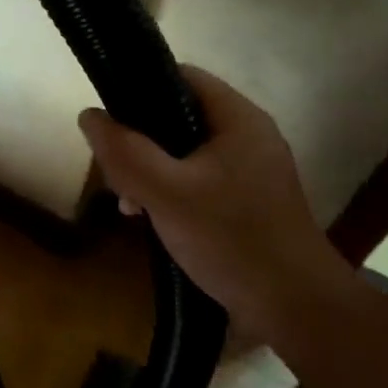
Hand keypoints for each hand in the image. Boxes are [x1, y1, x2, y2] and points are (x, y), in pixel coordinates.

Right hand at [78, 66, 346, 331]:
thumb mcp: (166, 193)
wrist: (297, 310)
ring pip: (184, 152)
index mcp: (238, 120)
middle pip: (178, 116)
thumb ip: (125, 152)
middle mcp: (248, 136)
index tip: (109, 119)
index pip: (181, 76)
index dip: (140, 88)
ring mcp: (251, 171)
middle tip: (115, 175)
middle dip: (139, 141)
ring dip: (150, 171)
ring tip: (129, 204)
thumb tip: (89, 116)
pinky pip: (198, 180)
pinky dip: (171, 192)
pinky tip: (153, 220)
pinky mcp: (248, 202)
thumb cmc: (232, 240)